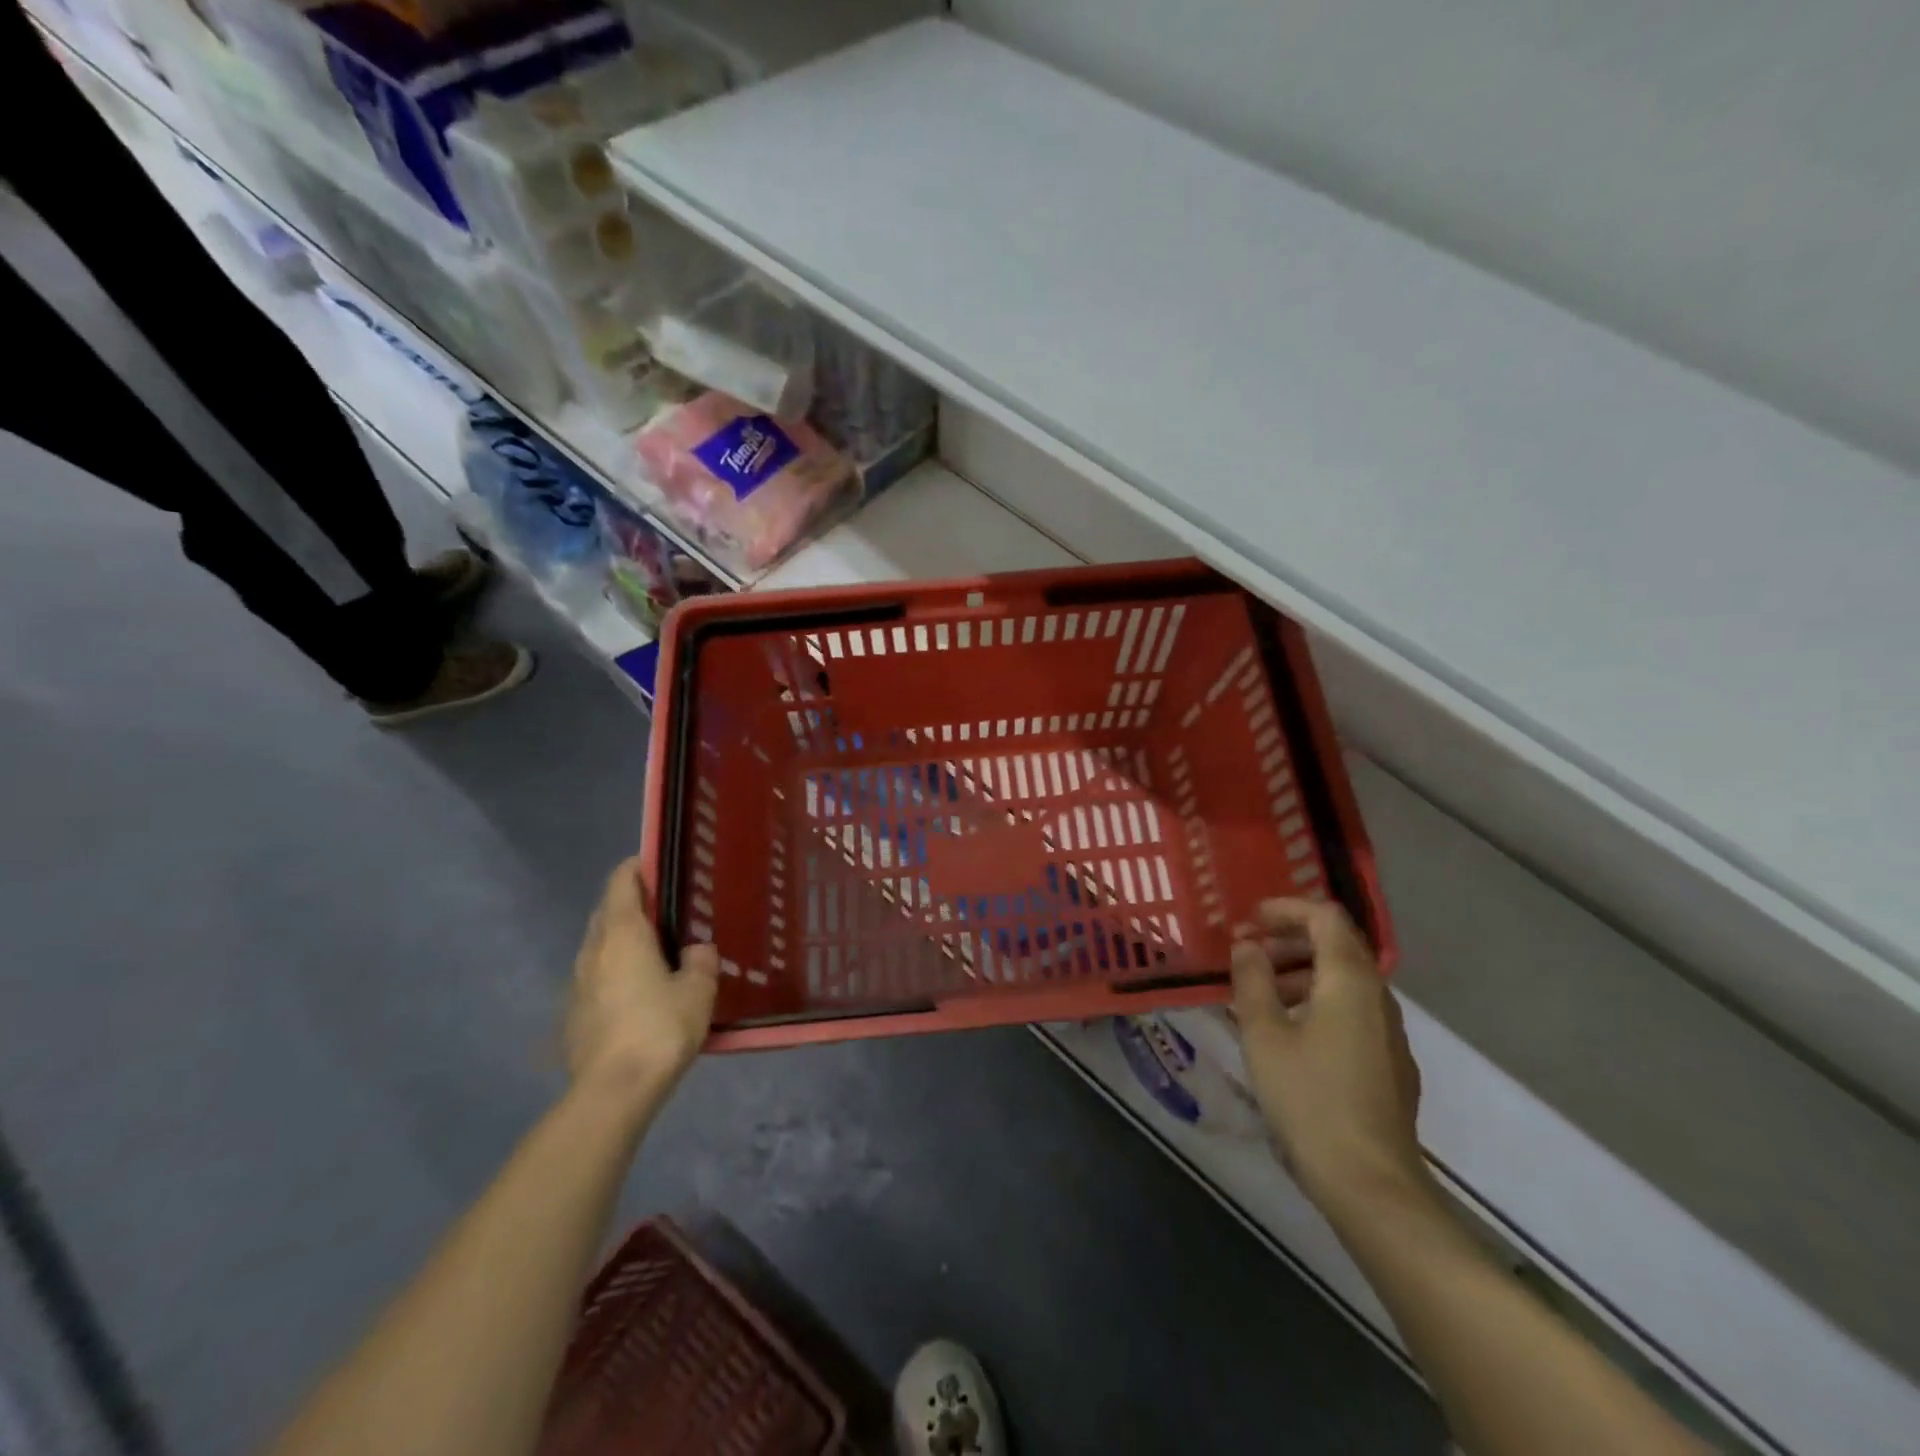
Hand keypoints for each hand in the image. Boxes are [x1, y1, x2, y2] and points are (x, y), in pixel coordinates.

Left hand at [566, 857, 718, 1101]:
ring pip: (599, 946)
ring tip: (656, 950)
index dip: (637, 868)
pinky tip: (639, 991)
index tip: (659, 865)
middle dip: (631, 903)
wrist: (613, 1091)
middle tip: (666, 909)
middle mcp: (594, 950)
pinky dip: (615, 970)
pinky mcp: (575, 1014)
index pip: (621, 883)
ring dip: (622, 939)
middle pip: (607, 912)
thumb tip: (696, 949)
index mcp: (623, 934)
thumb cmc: (659, 1028)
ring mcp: (578, 984)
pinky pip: (597, 976)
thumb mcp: (698, 990)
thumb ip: (701, 961)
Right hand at [1230, 898, 1426, 1213]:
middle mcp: (1378, 997)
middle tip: (1249, 954)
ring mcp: (1389, 1033)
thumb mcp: (1263, 1033)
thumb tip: (1247, 946)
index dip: (1286, 909)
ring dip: (1302, 972)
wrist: (1370, 1183)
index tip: (1250, 919)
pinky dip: (1318, 1001)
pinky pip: (1352, 1011)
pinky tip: (1288, 1032)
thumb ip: (1252, 980)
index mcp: (1350, 980)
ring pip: (1345, 981)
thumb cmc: (1309, 1097)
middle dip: (1291, 940)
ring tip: (1260, 993)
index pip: (1325, 917)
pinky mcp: (1390, 1063)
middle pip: (1338, 946)